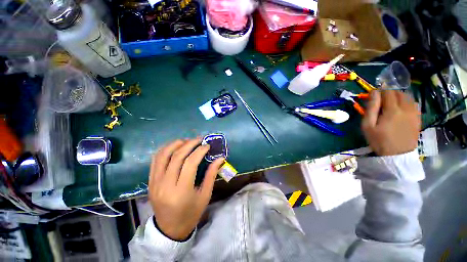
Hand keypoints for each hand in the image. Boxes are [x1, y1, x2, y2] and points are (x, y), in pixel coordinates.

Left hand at [148, 138, 224, 240]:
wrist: (170, 229)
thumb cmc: (191, 213)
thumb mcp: (205, 195)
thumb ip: (211, 174)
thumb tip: (220, 158)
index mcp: (181, 191)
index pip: (190, 163)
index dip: (199, 151)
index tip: (207, 146)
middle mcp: (166, 185)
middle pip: (177, 156)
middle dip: (189, 144)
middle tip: (199, 139)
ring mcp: (155, 182)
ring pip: (163, 155)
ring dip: (175, 144)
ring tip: (187, 140)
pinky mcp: (150, 181)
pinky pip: (155, 160)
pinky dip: (165, 150)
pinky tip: (174, 146)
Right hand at [361, 90, 420, 155]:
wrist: (397, 155)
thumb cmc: (379, 140)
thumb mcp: (368, 125)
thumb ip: (371, 108)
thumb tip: (373, 93)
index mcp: (393, 110)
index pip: (388, 92)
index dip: (380, 91)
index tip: (373, 95)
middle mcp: (406, 108)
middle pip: (399, 93)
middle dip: (389, 93)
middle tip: (381, 100)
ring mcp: (414, 113)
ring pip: (407, 97)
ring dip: (398, 96)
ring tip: (390, 103)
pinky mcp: (418, 118)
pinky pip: (413, 104)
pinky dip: (405, 102)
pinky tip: (400, 108)